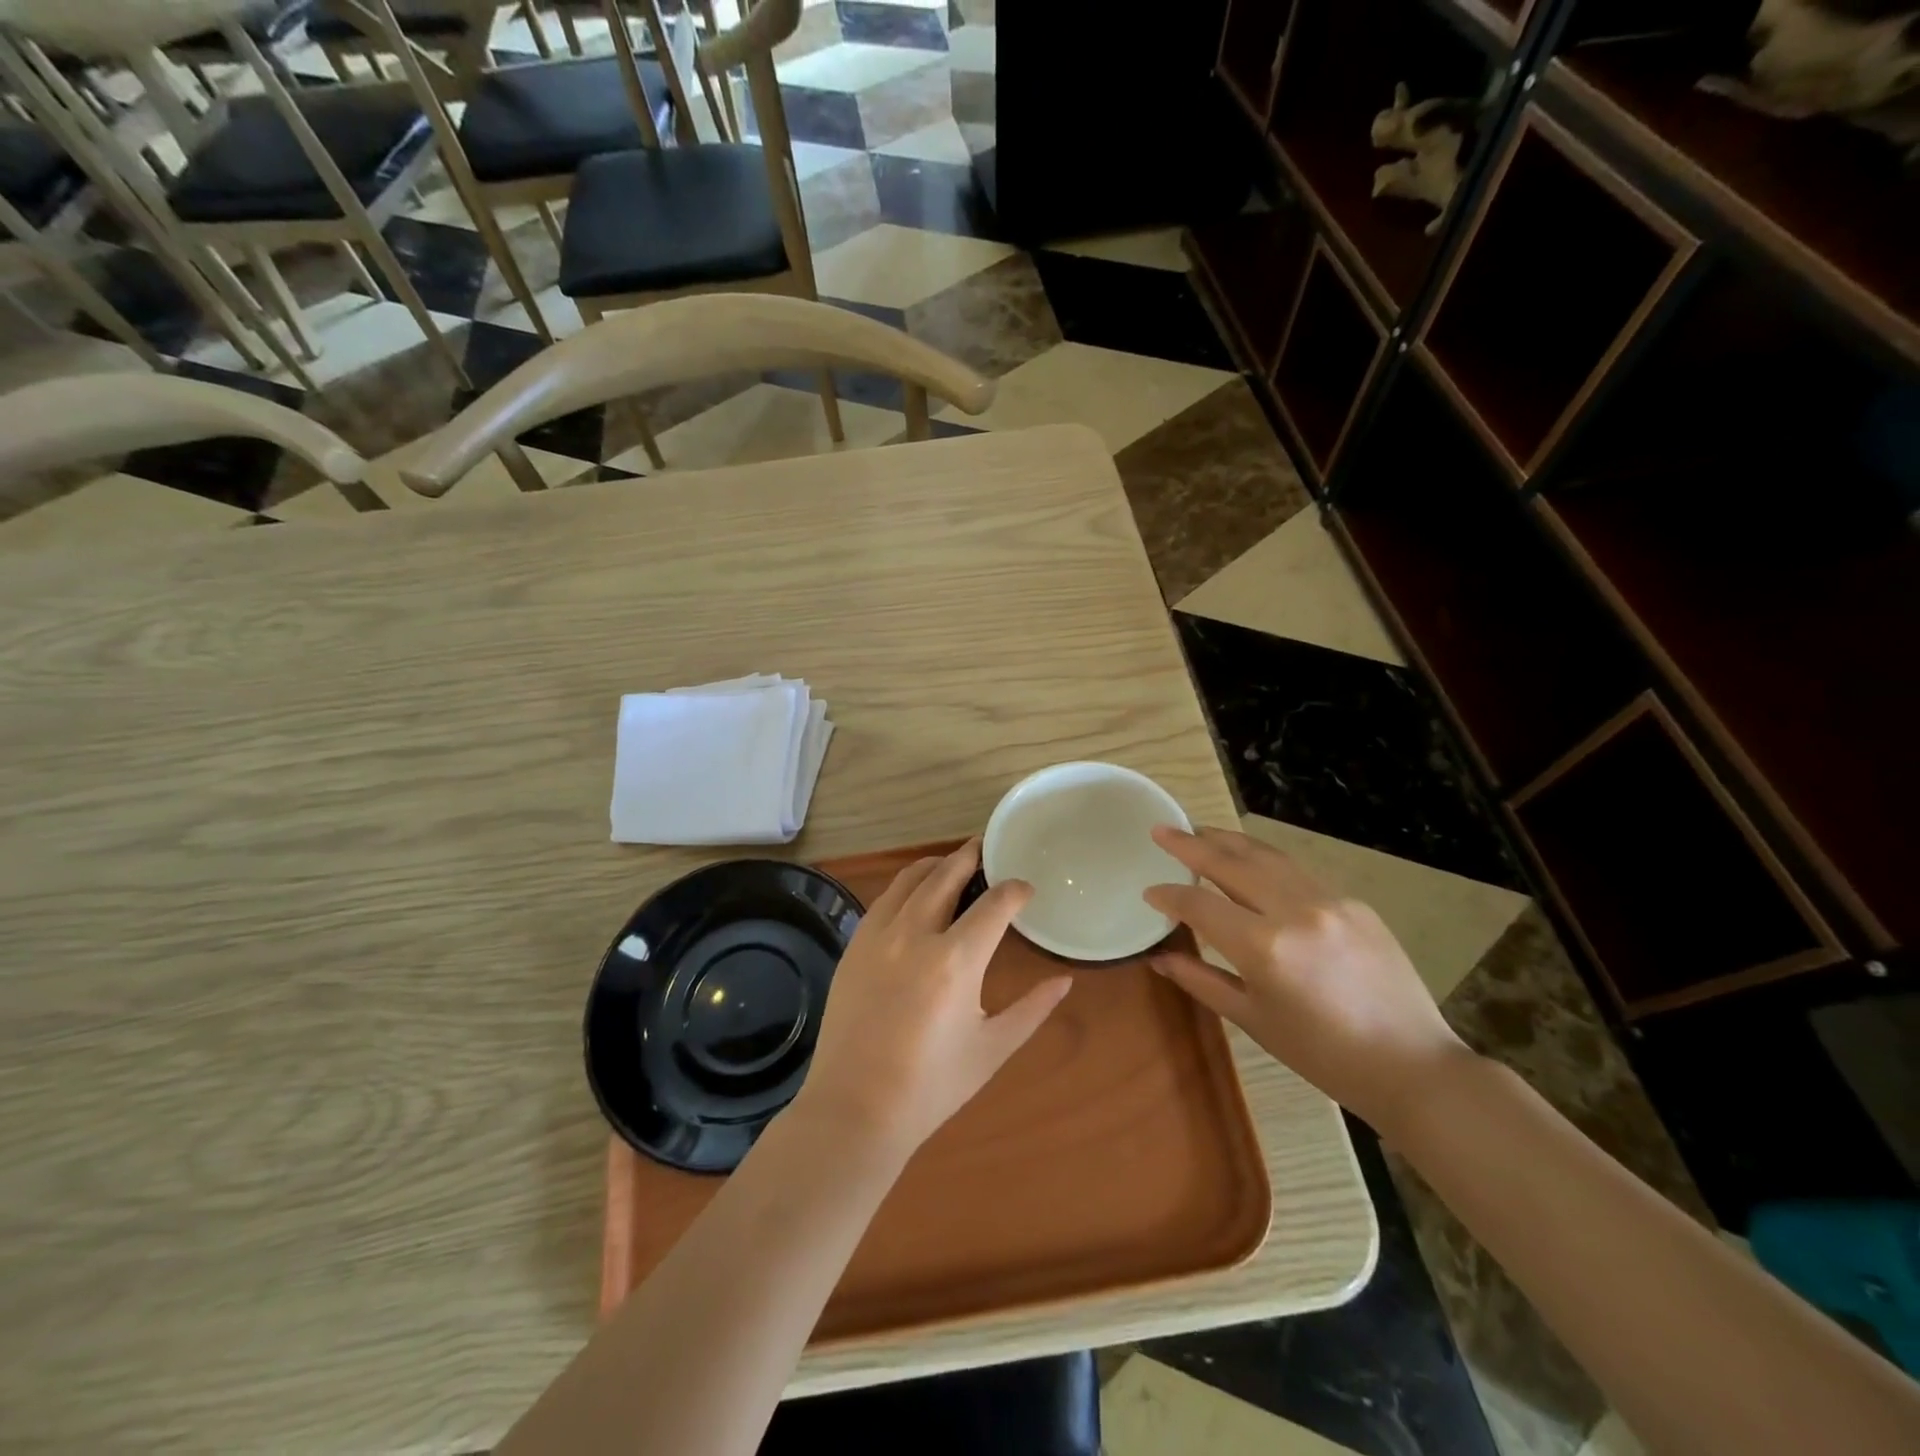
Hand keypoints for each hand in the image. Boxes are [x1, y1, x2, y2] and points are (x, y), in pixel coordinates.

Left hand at [791, 839, 1072, 1159]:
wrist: (855, 1109)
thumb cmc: (932, 1086)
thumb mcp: (992, 1048)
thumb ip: (1033, 1009)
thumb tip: (1066, 981)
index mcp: (956, 960)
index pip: (995, 903)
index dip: (1015, 890)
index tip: (1026, 890)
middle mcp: (916, 934)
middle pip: (947, 874)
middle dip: (972, 857)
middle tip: (988, 850)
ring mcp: (879, 935)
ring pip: (911, 878)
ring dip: (937, 864)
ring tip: (954, 864)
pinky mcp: (854, 945)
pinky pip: (885, 898)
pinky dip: (907, 886)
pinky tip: (916, 895)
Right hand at [1142, 826, 1473, 1135]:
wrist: (1412, 1065)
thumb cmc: (1322, 1054)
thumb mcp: (1253, 1020)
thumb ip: (1201, 980)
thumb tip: (1159, 958)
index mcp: (1264, 947)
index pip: (1200, 905)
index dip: (1170, 896)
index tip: (1149, 892)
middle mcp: (1294, 911)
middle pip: (1231, 863)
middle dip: (1190, 844)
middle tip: (1162, 829)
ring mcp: (1329, 901)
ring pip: (1267, 856)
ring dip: (1228, 840)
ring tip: (1200, 830)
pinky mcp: (1354, 903)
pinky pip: (1298, 873)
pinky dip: (1266, 861)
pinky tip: (1252, 863)